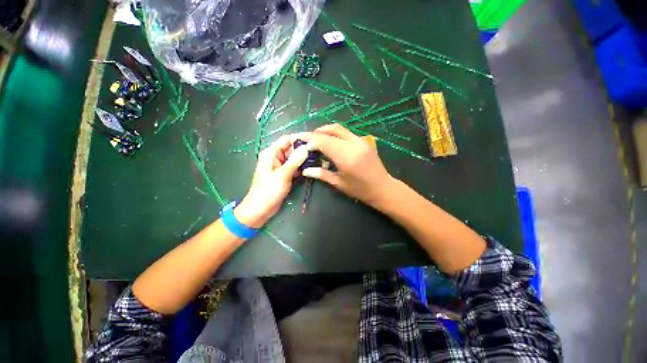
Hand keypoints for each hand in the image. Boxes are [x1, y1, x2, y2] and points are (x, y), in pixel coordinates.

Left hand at [234, 135, 310, 227]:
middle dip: (304, 150)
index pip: (287, 139)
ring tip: (318, 159)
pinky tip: (312, 168)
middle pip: (292, 149)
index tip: (314, 141)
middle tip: (319, 152)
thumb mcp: (282, 175)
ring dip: (304, 159)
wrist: (260, 209)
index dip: (300, 139)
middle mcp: (276, 157)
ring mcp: (281, 166)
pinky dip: (302, 167)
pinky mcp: (285, 174)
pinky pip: (295, 167)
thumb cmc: (268, 191)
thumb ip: (295, 161)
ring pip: (295, 158)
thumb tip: (306, 148)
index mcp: (271, 153)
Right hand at [300, 124, 394, 207]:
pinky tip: (330, 142)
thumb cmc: (360, 190)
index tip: (300, 140)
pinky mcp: (364, 141)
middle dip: (317, 132)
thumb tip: (305, 170)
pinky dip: (335, 134)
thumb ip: (321, 174)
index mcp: (346, 157)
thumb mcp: (339, 184)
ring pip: (339, 129)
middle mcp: (354, 144)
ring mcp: (360, 141)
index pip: (324, 141)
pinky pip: (346, 133)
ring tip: (316, 139)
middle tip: (307, 139)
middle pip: (331, 130)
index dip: (310, 139)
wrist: (383, 188)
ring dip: (326, 131)